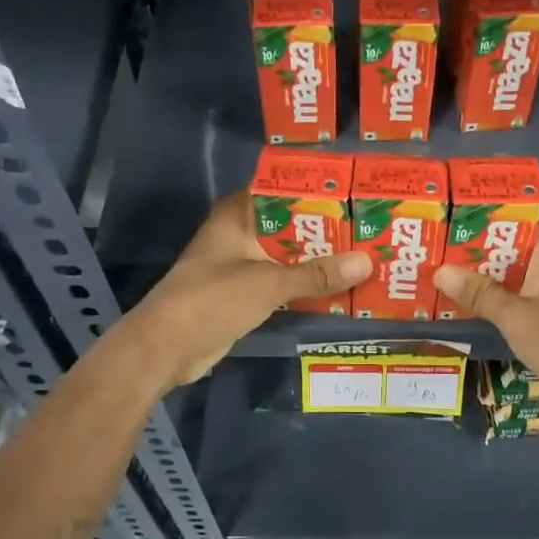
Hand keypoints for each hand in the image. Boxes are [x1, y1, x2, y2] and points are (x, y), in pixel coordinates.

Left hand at [123, 192, 370, 387]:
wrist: (166, 348)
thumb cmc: (212, 300)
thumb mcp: (269, 283)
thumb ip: (317, 274)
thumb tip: (367, 261)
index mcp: (239, 215)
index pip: (283, 189)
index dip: (317, 190)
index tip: (356, 194)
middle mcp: (240, 234)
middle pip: (291, 224)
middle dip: (327, 230)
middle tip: (372, 229)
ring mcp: (242, 265)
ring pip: (289, 255)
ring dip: (319, 260)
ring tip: (366, 257)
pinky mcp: (245, 294)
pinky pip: (283, 282)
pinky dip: (306, 285)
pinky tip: (339, 288)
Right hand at [433, 204, 538, 407]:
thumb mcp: (516, 318)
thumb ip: (479, 293)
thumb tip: (439, 270)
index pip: (526, 198)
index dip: (495, 190)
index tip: (459, 188)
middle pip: (514, 226)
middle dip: (479, 225)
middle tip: (437, 222)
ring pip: (515, 254)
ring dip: (485, 254)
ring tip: (442, 250)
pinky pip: (520, 276)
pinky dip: (497, 277)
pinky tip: (468, 285)